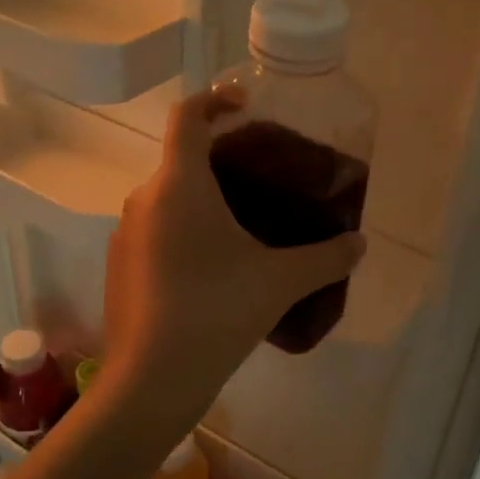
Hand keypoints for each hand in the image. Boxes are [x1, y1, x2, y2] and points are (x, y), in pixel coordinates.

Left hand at [99, 86, 365, 432]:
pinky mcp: (119, 267)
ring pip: (166, 199)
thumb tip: (360, 243)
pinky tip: (210, 269)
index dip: (215, 99)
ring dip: (200, 201)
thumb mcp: (280, 282)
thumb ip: (326, 258)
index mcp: (178, 184)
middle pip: (180, 159)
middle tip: (259, 179)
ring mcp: (125, 234)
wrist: (152, 379)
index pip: (188, 116)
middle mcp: (144, 199)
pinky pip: (154, 231)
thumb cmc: (217, 312)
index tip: (246, 106)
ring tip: (240, 227)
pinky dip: (181, 232)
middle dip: (218, 160)